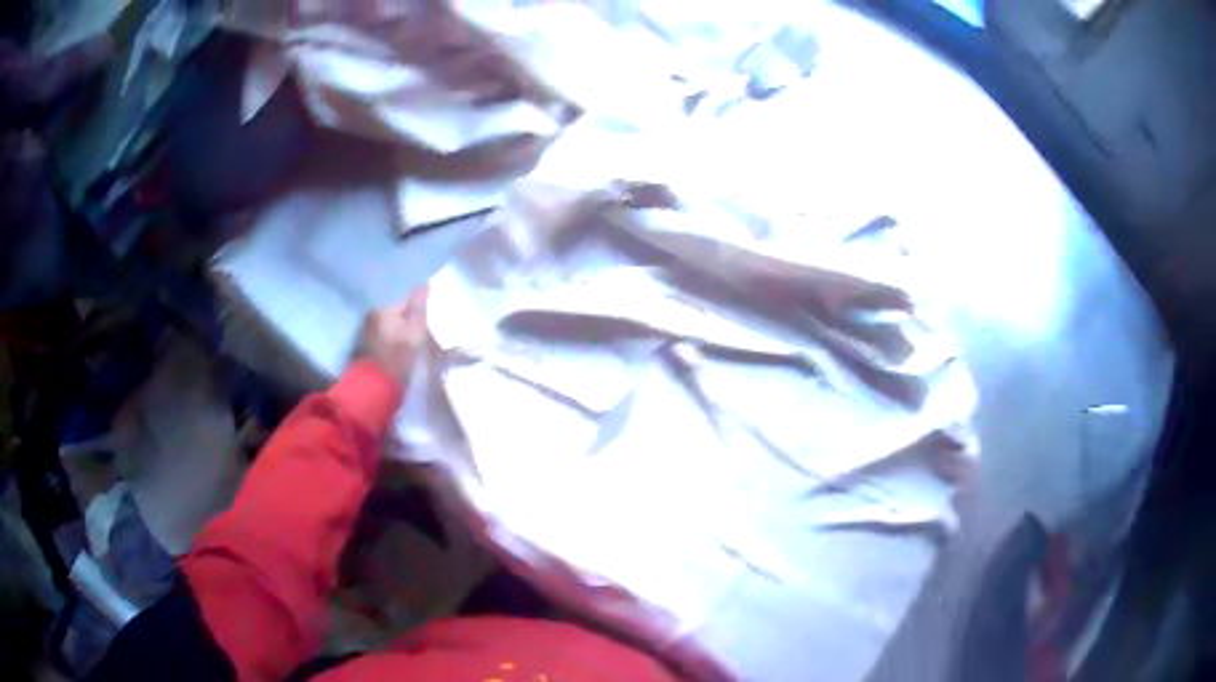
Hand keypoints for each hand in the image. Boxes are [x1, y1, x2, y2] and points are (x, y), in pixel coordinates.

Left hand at [353, 288, 427, 383]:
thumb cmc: (397, 359)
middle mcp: (369, 319)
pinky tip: (397, 362)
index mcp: (382, 310)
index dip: (420, 316)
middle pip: (396, 318)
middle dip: (408, 327)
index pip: (406, 305)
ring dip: (398, 339)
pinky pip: (382, 346)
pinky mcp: (361, 355)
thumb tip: (424, 284)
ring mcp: (363, 337)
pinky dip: (390, 351)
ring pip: (388, 332)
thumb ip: (419, 307)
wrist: (372, 392)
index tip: (429, 330)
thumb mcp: (415, 332)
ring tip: (410, 354)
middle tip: (422, 343)